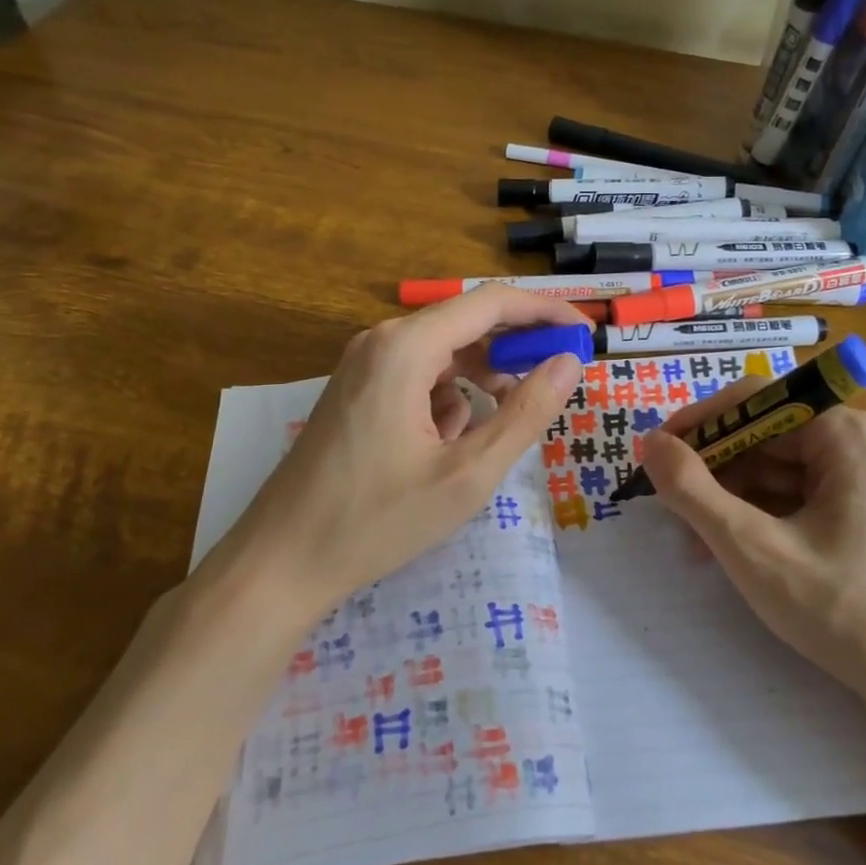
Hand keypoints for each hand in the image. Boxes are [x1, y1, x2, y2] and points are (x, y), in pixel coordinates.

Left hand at [213, 287, 586, 619]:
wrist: (281, 561)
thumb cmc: (376, 521)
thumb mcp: (467, 475)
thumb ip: (525, 414)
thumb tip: (569, 362)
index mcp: (405, 348)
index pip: (491, 303)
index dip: (544, 312)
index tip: (584, 332)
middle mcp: (381, 342)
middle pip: (466, 324)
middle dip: (514, 350)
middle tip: (556, 380)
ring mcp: (362, 366)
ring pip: (443, 354)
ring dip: (480, 381)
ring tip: (496, 430)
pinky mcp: (355, 391)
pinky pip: (418, 377)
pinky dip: (446, 401)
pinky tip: (445, 448)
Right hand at [640, 379, 865, 696]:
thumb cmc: (844, 610)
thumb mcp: (752, 548)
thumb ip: (692, 491)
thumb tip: (650, 443)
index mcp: (845, 434)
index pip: (755, 401)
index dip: (699, 423)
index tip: (655, 455)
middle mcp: (857, 444)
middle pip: (762, 437)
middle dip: (711, 472)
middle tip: (668, 509)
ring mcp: (862, 480)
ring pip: (774, 471)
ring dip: (728, 500)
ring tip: (692, 544)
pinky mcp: (860, 514)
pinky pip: (793, 497)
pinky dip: (755, 518)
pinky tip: (726, 551)